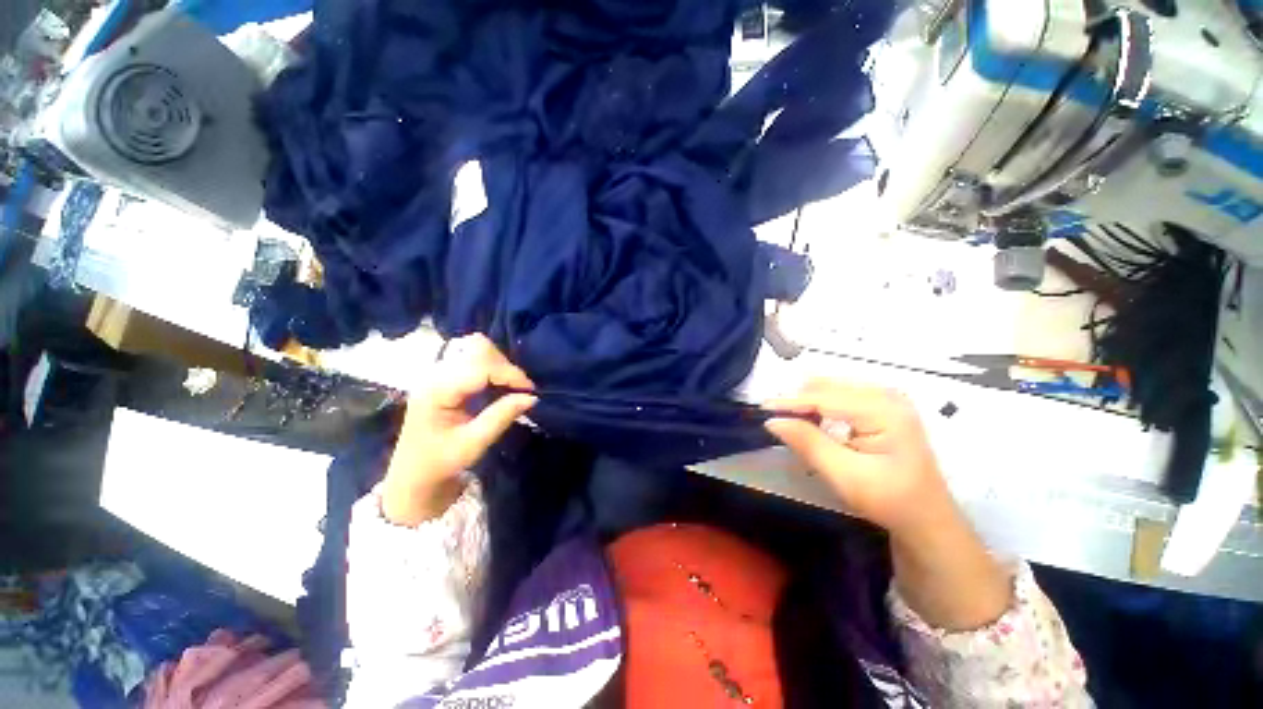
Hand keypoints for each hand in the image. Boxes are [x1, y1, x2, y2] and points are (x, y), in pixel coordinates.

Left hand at [381, 334, 536, 525]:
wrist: (412, 475)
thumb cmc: (439, 463)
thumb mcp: (473, 444)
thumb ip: (501, 417)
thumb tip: (532, 397)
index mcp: (436, 390)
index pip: (481, 366)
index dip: (510, 373)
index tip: (530, 390)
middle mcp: (435, 374)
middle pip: (478, 349)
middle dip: (505, 366)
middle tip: (519, 390)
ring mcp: (438, 373)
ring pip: (476, 350)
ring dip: (499, 365)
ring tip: (511, 387)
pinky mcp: (444, 376)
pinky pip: (473, 359)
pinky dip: (492, 368)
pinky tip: (499, 386)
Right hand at [763, 379, 953, 538]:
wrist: (926, 518)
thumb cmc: (889, 500)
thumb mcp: (845, 475)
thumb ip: (808, 443)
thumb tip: (772, 421)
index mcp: (885, 411)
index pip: (825, 398)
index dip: (791, 402)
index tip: (763, 409)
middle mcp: (887, 395)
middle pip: (828, 386)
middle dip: (798, 400)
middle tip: (776, 418)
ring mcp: (887, 397)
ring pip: (832, 387)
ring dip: (808, 401)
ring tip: (791, 420)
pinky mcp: (883, 405)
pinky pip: (841, 394)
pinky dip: (821, 405)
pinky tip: (813, 420)